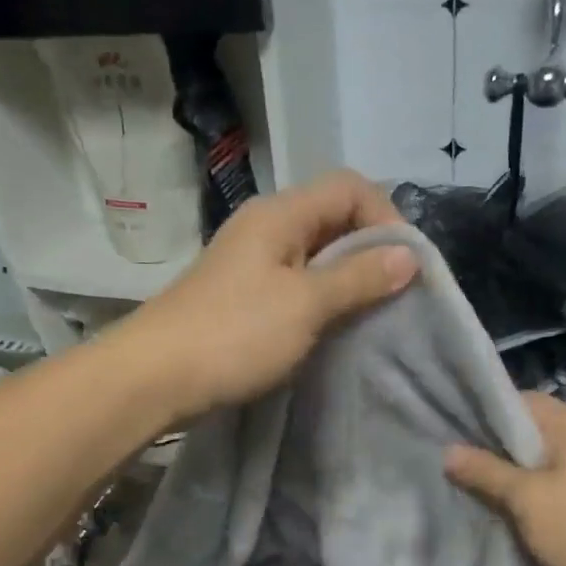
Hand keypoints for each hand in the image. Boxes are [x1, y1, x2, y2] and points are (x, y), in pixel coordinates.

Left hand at [122, 171, 418, 419]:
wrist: (155, 378)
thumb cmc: (234, 334)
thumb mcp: (306, 304)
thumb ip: (359, 277)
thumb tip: (409, 256)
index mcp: (281, 214)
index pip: (349, 188)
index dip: (385, 217)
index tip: (405, 266)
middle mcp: (267, 228)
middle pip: (333, 218)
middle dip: (371, 249)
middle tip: (395, 292)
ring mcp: (253, 262)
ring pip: (316, 254)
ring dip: (348, 278)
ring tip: (373, 312)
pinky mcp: (245, 296)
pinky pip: (297, 283)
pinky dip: (323, 298)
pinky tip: (335, 327)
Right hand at [445, 393, 565, 565]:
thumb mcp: (526, 500)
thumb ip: (485, 472)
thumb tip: (448, 451)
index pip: (522, 401)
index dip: (486, 414)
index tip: (452, 433)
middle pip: (533, 431)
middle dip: (495, 448)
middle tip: (456, 465)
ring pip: (545, 461)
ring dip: (514, 475)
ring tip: (476, 489)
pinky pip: (559, 484)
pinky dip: (535, 493)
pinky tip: (511, 512)